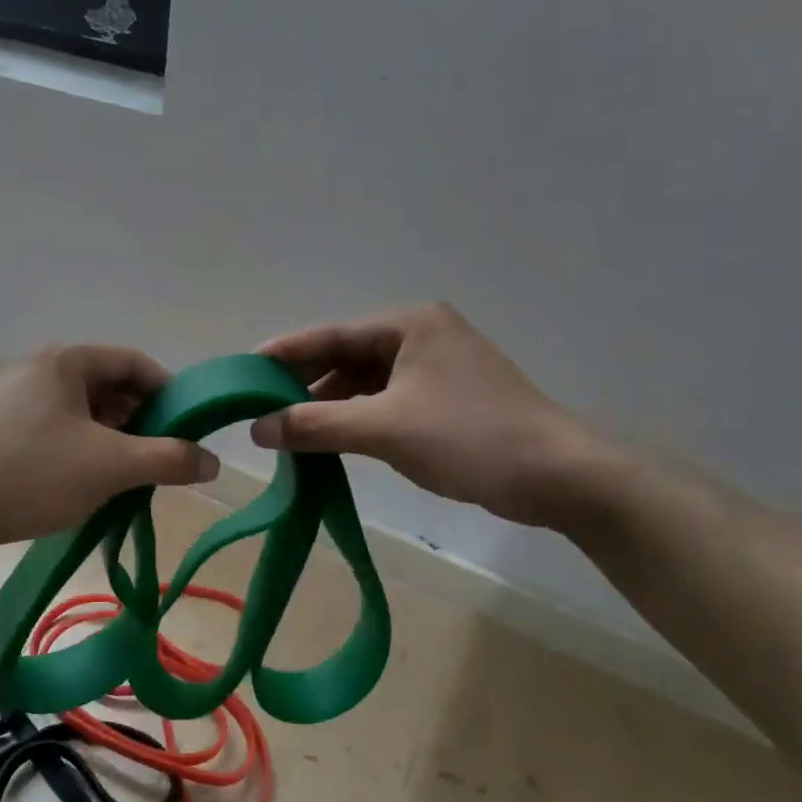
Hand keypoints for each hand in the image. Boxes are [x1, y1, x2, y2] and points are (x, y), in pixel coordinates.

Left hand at [0, 344, 217, 553]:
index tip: (190, 427)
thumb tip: (213, 461)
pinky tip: (90, 481)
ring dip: (114, 437)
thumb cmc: (33, 473)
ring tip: (130, 473)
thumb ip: (167, 458)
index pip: (135, 363)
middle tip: (162, 456)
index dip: (169, 392)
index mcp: (67, 361)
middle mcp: (41, 369)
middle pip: (110, 385)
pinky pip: (59, 428)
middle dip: (142, 419)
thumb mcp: (111, 466)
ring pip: (84, 410)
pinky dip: (84, 448)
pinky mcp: (2, 428)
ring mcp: (17, 398)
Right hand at [250, 303, 613, 528]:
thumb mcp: (384, 429)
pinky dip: (358, 419)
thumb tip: (257, 428)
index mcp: (409, 324)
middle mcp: (421, 335)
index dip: (284, 353)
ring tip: (288, 429)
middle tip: (260, 407)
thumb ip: (316, 424)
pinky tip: (332, 439)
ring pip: (366, 382)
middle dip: (306, 384)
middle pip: (347, 356)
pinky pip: (386, 401)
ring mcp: (436, 367)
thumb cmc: (469, 438)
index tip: (243, 370)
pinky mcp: (446, 398)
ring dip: (330, 405)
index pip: (331, 335)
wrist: (558, 477)